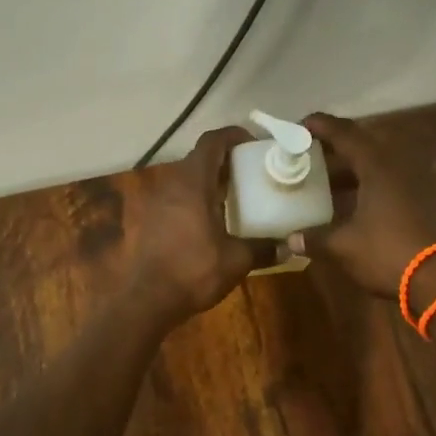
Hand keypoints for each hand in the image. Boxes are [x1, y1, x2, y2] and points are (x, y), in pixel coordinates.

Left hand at [127, 126, 261, 323]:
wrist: (147, 300)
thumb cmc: (193, 271)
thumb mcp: (236, 260)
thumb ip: (263, 249)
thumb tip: (289, 247)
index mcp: (193, 182)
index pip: (212, 142)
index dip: (233, 136)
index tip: (254, 145)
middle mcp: (172, 184)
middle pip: (200, 158)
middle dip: (226, 160)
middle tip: (252, 173)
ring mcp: (157, 201)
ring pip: (187, 178)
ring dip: (210, 181)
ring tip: (236, 196)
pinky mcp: (151, 219)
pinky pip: (177, 197)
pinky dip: (197, 199)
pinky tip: (213, 220)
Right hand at [289, 113, 435, 298]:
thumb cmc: (385, 253)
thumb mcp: (343, 246)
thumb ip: (315, 237)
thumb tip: (290, 239)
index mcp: (375, 167)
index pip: (344, 133)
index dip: (320, 126)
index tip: (297, 126)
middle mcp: (393, 167)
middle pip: (359, 145)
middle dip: (331, 147)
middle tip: (305, 154)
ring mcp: (408, 185)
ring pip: (371, 166)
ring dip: (346, 169)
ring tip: (319, 179)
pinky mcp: (415, 202)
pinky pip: (381, 183)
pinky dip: (360, 186)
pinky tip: (344, 202)